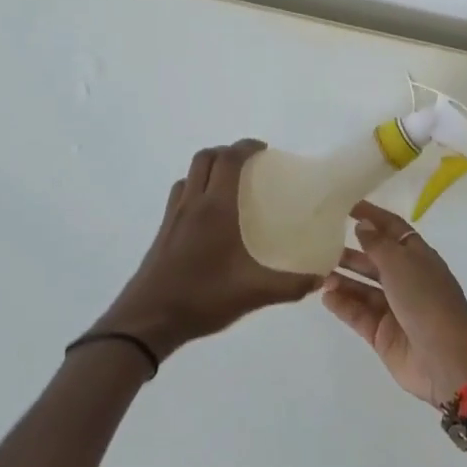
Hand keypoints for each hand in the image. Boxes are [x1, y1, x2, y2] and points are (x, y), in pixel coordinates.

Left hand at [96, 140, 320, 360]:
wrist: (147, 320)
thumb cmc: (202, 298)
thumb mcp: (253, 293)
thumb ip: (290, 285)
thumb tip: (319, 278)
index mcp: (216, 208)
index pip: (229, 159)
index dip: (246, 146)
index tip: (265, 150)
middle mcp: (192, 203)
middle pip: (205, 158)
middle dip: (227, 152)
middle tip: (249, 165)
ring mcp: (173, 217)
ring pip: (189, 175)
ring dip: (208, 168)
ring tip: (228, 184)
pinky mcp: (162, 232)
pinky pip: (179, 195)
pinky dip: (195, 189)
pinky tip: (207, 215)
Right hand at [320, 200, 466, 405]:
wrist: (445, 357)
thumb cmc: (426, 299)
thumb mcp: (401, 264)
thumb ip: (377, 244)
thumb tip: (362, 225)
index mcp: (417, 256)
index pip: (392, 229)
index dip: (372, 216)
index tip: (346, 206)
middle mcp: (406, 279)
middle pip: (374, 260)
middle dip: (350, 251)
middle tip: (320, 242)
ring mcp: (394, 308)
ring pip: (363, 288)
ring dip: (342, 279)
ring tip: (316, 271)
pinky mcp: (382, 334)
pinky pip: (358, 314)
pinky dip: (342, 304)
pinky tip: (324, 295)